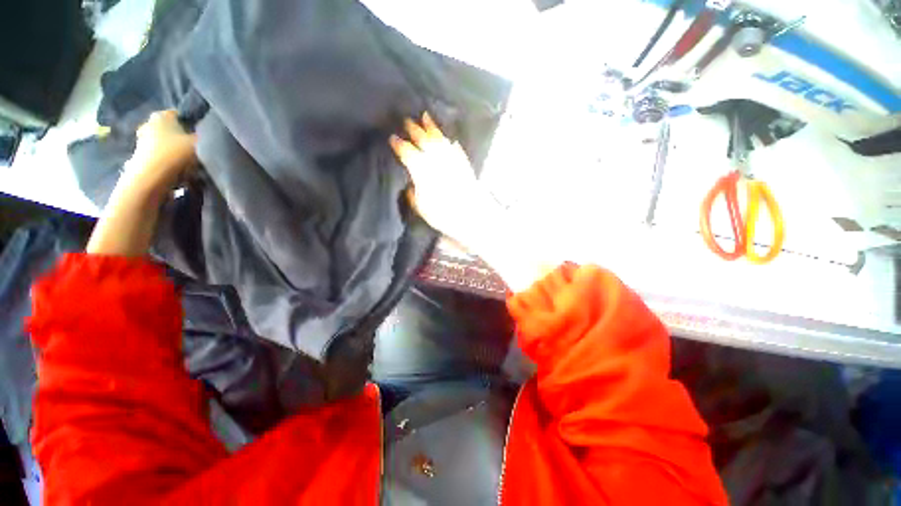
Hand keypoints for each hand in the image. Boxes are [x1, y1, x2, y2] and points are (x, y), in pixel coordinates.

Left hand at [86, 111, 196, 256]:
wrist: (150, 180)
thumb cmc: (175, 155)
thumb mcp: (200, 143)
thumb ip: (207, 137)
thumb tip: (213, 134)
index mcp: (162, 116)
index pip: (182, 114)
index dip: (194, 123)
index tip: (206, 134)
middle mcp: (149, 125)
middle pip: (172, 130)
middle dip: (183, 138)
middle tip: (200, 149)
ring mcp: (142, 143)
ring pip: (166, 144)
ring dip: (176, 152)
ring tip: (193, 164)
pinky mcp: (141, 160)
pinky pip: (161, 158)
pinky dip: (170, 163)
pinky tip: (181, 172)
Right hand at [389, 114, 498, 246]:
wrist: (472, 214)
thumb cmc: (443, 213)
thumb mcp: (421, 207)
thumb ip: (413, 193)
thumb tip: (411, 186)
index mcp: (421, 168)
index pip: (407, 151)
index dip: (399, 144)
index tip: (392, 139)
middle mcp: (436, 158)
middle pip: (423, 139)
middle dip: (414, 129)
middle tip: (407, 120)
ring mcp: (451, 158)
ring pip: (439, 138)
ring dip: (431, 127)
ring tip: (426, 117)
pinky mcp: (464, 162)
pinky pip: (455, 148)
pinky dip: (450, 142)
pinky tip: (449, 139)